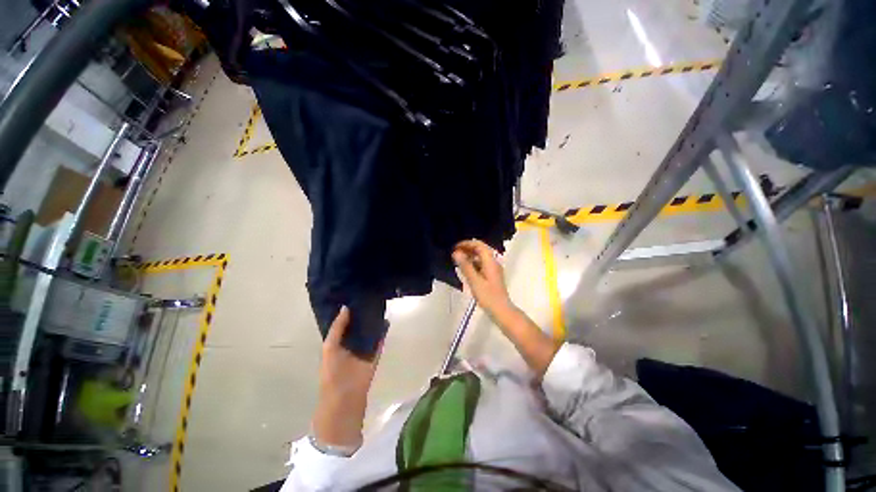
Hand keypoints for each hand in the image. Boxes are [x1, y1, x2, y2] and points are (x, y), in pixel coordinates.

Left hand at [312, 307, 380, 450]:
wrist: (345, 398)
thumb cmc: (332, 372)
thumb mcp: (330, 347)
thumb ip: (337, 328)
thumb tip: (346, 307)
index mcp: (337, 342)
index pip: (343, 323)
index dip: (348, 310)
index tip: (354, 295)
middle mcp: (350, 344)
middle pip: (358, 325)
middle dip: (362, 314)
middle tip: (370, 297)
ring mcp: (363, 350)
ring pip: (369, 332)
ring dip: (373, 322)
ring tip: (379, 305)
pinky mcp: (374, 355)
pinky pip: (379, 341)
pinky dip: (383, 332)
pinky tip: (386, 321)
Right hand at [452, 239, 513, 319]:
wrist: (501, 310)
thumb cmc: (488, 296)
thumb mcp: (474, 281)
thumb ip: (465, 266)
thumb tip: (456, 253)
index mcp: (490, 261)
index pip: (479, 245)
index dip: (466, 244)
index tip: (455, 248)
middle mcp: (493, 262)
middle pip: (481, 249)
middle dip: (467, 249)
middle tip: (454, 254)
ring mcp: (494, 269)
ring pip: (481, 257)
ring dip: (470, 256)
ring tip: (458, 261)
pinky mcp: (492, 276)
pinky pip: (482, 264)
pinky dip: (473, 264)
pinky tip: (466, 270)